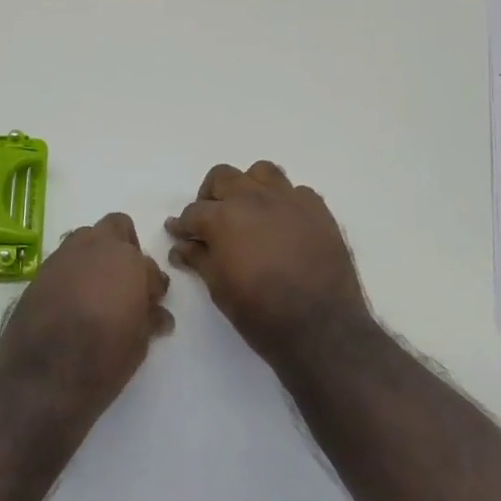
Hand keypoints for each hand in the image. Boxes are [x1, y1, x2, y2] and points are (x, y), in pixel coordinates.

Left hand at [0, 213, 173, 413]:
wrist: (42, 378)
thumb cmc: (102, 359)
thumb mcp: (139, 343)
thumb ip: (149, 317)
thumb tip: (157, 313)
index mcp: (127, 260)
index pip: (149, 265)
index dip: (152, 285)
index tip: (151, 304)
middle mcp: (95, 248)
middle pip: (116, 228)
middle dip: (125, 248)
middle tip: (126, 283)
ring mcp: (63, 257)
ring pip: (86, 239)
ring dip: (96, 257)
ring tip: (97, 291)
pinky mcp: (39, 273)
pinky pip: (64, 261)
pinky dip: (72, 273)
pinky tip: (72, 302)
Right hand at [166, 162, 370, 366]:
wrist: (321, 328)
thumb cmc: (260, 313)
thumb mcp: (219, 289)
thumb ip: (199, 259)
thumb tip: (181, 246)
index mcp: (223, 217)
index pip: (193, 212)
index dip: (183, 225)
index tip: (179, 234)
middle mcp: (253, 197)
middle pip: (223, 177)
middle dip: (211, 196)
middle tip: (212, 221)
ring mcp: (288, 199)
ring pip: (261, 172)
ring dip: (249, 187)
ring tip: (249, 211)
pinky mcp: (318, 209)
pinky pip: (295, 191)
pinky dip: (284, 202)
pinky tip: (284, 224)